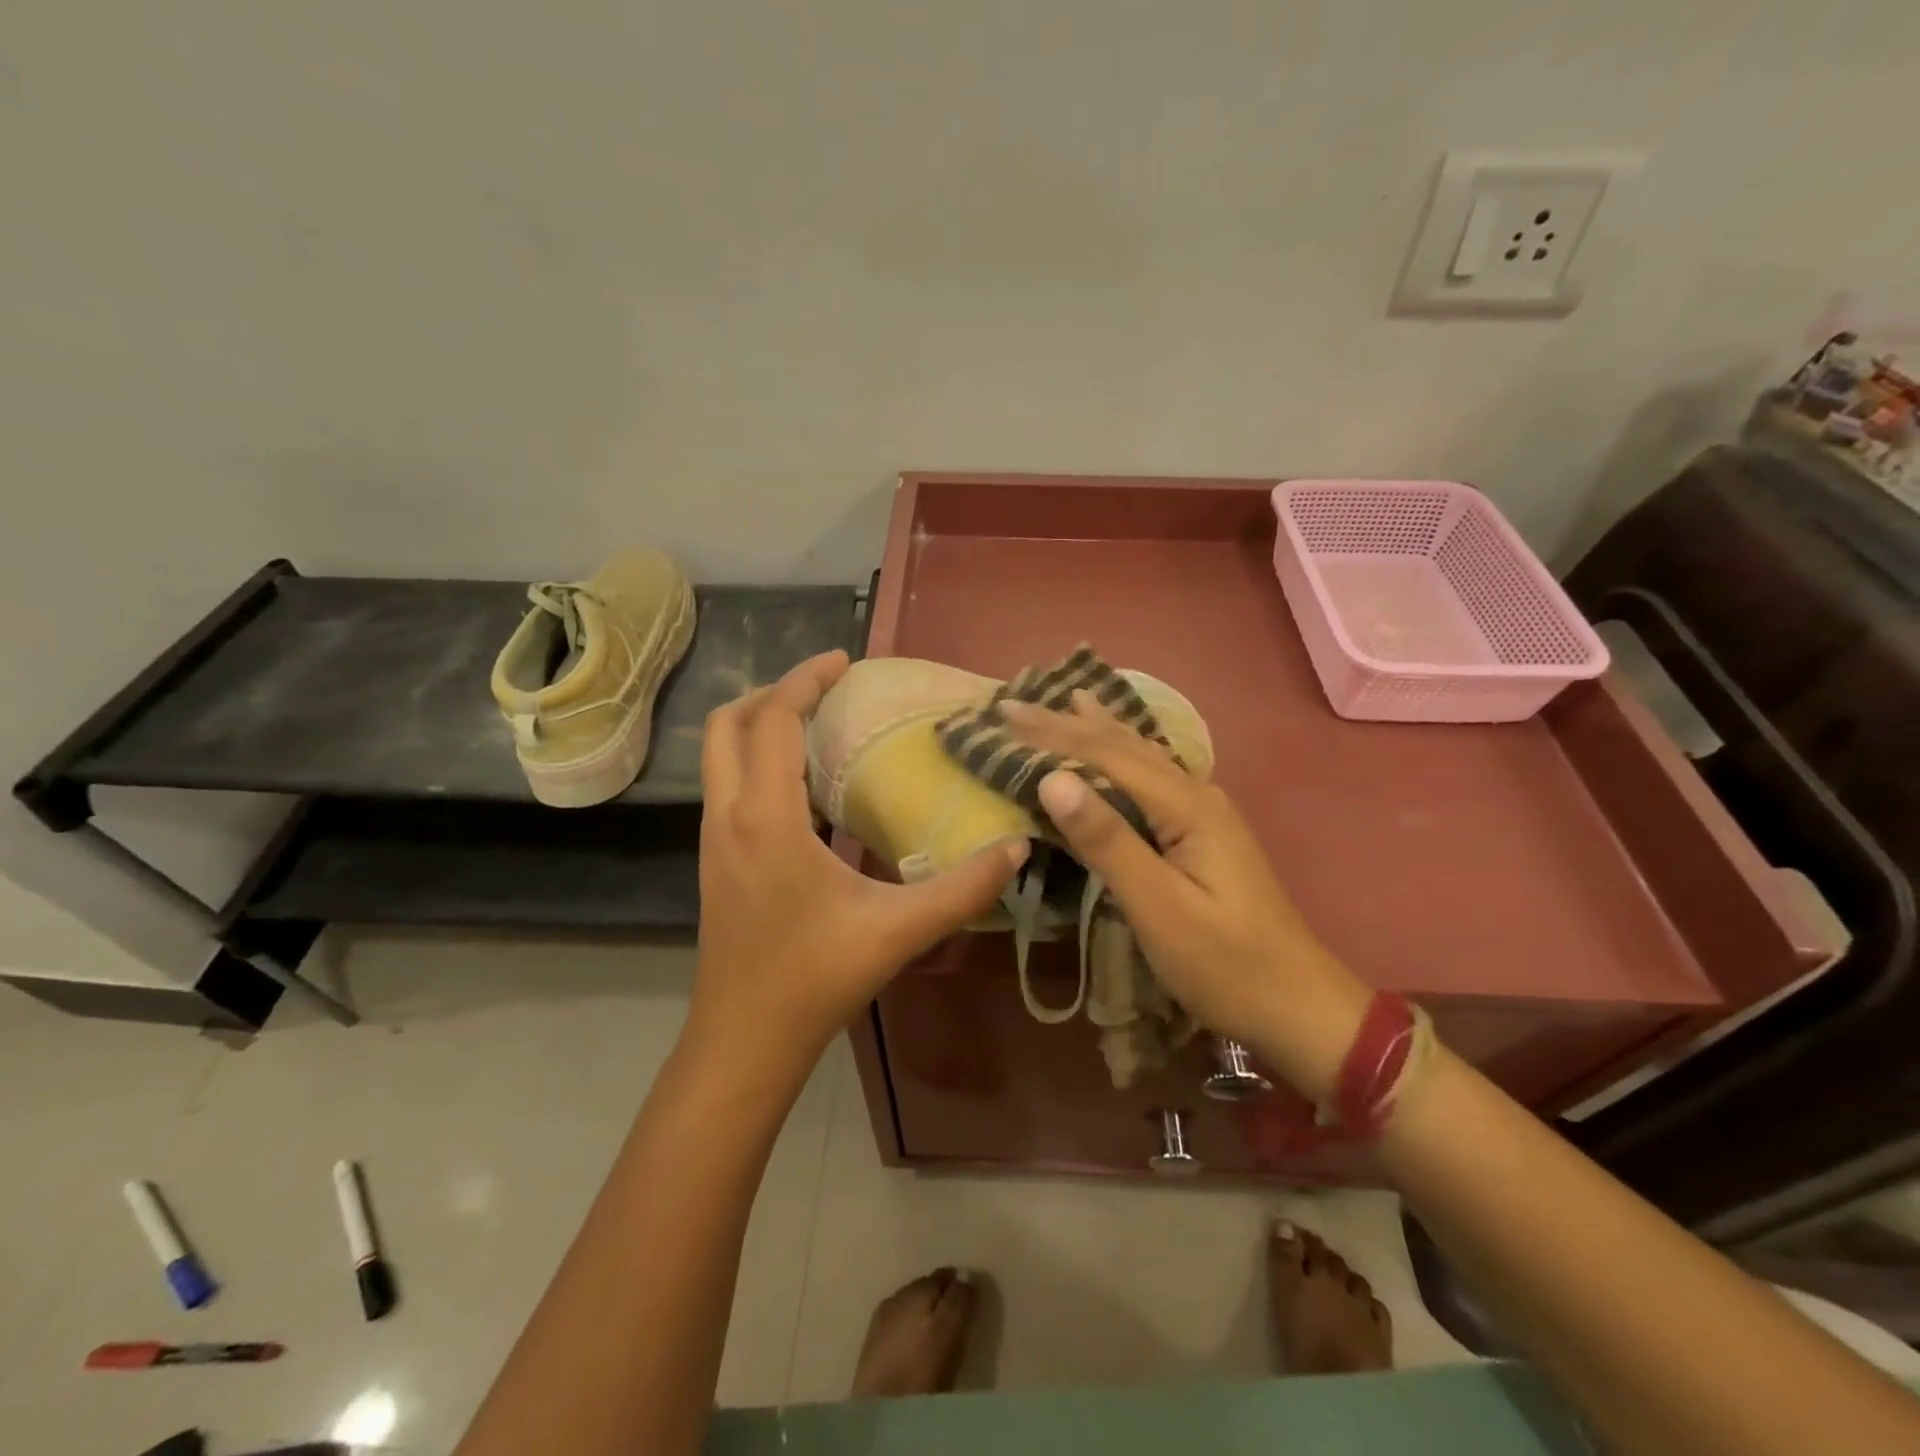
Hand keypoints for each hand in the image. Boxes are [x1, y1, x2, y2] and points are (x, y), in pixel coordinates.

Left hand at [691, 650, 1025, 1072]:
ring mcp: (714, 840)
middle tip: (826, 689)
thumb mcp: (898, 930)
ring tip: (817, 726)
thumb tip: (1018, 848)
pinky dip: (757, 762)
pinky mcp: (715, 861)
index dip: (805, 679)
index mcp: (766, 817)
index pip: (773, 720)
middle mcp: (728, 817)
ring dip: (761, 726)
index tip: (844, 661)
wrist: (744, 1042)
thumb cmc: (814, 979)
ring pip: (720, 756)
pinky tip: (804, 789)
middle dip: (773, 693)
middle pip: (729, 725)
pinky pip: (728, 786)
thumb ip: (963, 889)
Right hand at [1001, 692, 1370, 1100]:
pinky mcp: (1202, 833)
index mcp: (1186, 806)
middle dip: (1067, 723)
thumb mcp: (1159, 907)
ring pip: (1141, 756)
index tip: (1004, 715)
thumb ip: (1107, 840)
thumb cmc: (1224, 964)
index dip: (1052, 734)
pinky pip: (1152, 776)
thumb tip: (1051, 777)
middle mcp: (1196, 794)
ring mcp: (1204, 812)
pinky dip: (1122, 752)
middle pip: (1123, 747)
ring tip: (1068, 698)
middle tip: (1015, 704)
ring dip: (1098, 728)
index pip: (1106, 755)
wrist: (1298, 1005)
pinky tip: (1121, 745)